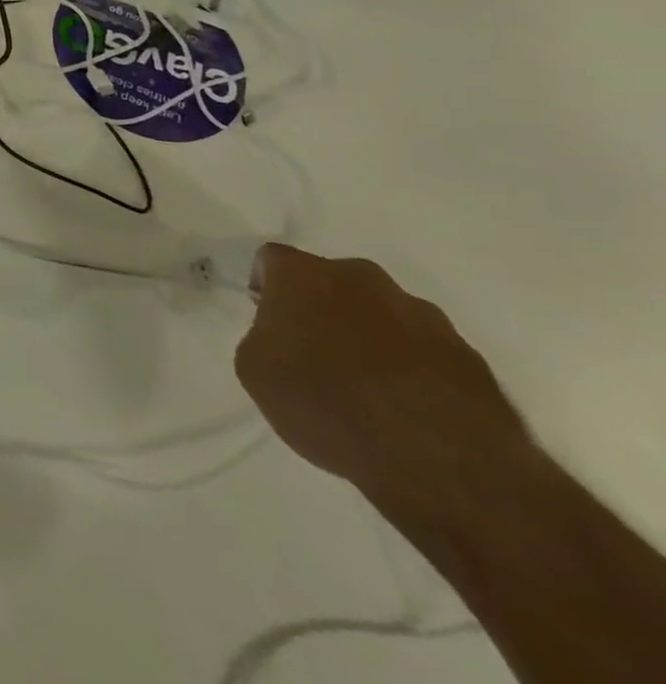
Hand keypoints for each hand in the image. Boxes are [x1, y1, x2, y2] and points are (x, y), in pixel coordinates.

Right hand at [235, 244, 531, 518]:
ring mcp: (424, 315)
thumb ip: (263, 336)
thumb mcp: (255, 370)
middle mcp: (362, 279)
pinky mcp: (470, 356)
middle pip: (331, 280)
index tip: (266, 319)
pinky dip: (412, 366)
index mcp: (304, 275)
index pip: (272, 259)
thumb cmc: (327, 405)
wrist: (441, 466)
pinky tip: (408, 406)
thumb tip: (285, 337)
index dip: (265, 286)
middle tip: (314, 350)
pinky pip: (425, 349)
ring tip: (368, 386)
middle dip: (321, 306)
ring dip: (369, 334)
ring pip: (382, 312)